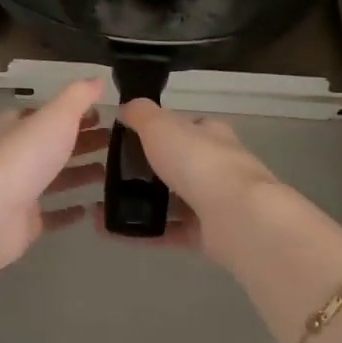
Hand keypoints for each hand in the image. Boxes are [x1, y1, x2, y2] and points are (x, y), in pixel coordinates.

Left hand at [0, 80, 107, 279]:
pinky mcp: (24, 222)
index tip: (104, 114)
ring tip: (111, 173)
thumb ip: (78, 97)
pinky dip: (70, 210)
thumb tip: (98, 79)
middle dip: (81, 142)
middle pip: (52, 145)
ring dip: (80, 174)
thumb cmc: (23, 158)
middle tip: (116, 142)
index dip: (73, 113)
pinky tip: (92, 208)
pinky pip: (52, 214)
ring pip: (54, 178)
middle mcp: (15, 156)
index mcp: (16, 126)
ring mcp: (18, 190)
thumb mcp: (55, 116)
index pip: (46, 114)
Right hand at [100, 100, 282, 262]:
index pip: (185, 128)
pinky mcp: (208, 234)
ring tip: (105, 207)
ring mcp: (215, 202)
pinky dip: (143, 233)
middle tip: (111, 175)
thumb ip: (141, 114)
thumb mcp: (160, 126)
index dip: (159, 130)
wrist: (235, 216)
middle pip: (179, 165)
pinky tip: (114, 232)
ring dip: (142, 204)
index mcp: (210, 135)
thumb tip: (125, 107)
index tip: (129, 139)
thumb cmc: (197, 162)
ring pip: (173, 202)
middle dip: (148, 171)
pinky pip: (169, 232)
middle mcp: (217, 166)